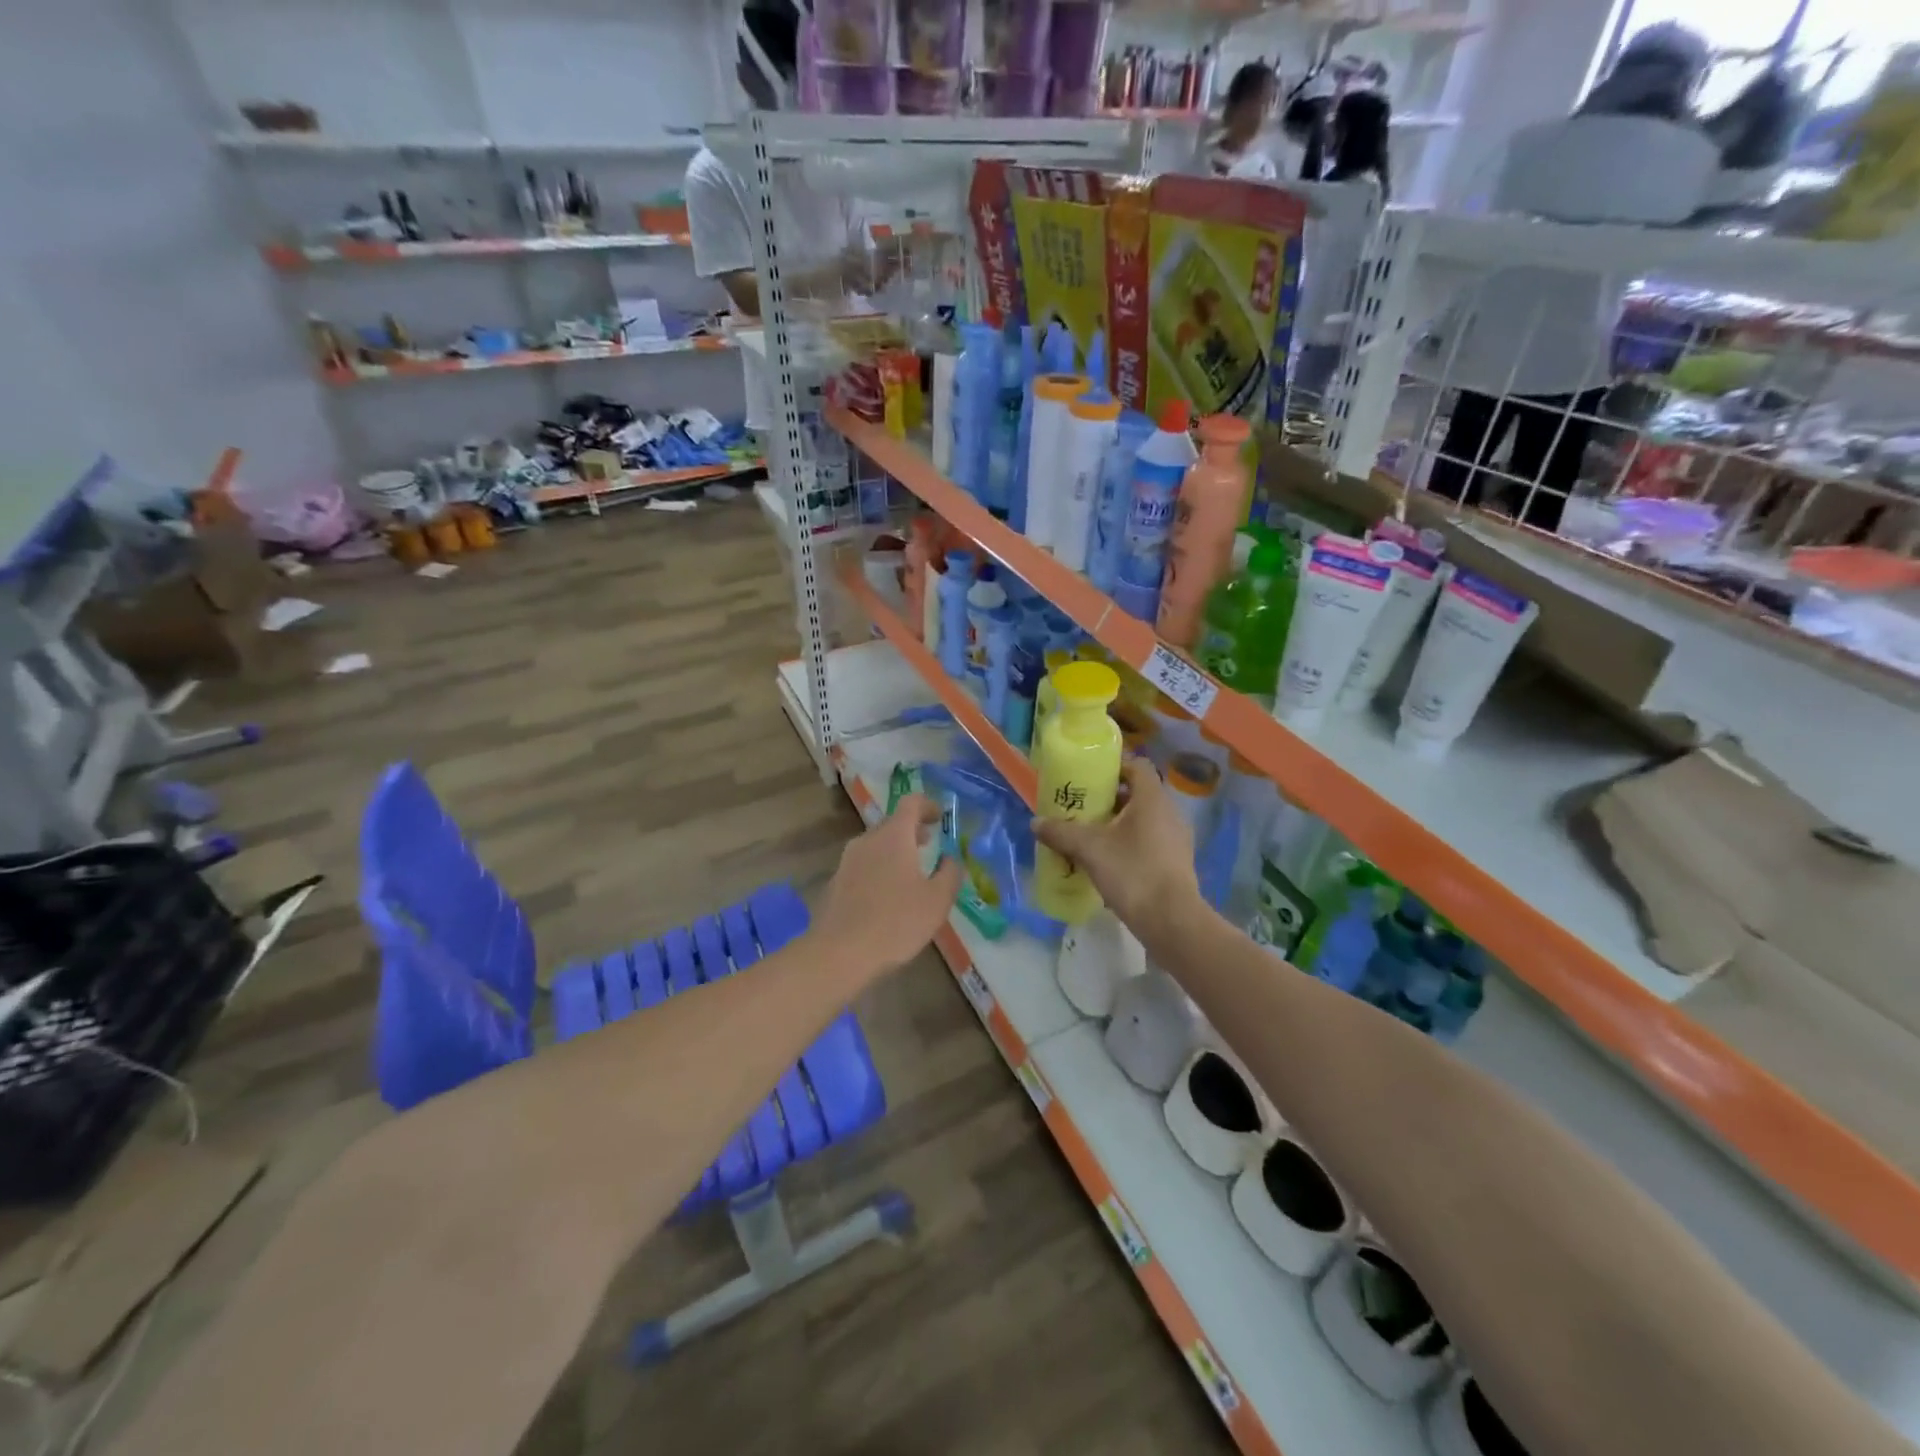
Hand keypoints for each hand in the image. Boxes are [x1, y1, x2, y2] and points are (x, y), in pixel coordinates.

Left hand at [811, 795, 960, 979]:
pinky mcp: (835, 883)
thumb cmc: (896, 922)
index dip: (928, 805)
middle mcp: (867, 840)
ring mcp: (847, 861)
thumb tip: (951, 858)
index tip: (940, 817)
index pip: (911, 802)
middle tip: (930, 844)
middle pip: (892, 824)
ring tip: (911, 873)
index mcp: (893, 836)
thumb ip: (950, 873)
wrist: (839, 954)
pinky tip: (888, 897)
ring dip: (895, 852)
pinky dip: (879, 870)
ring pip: (876, 846)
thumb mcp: (937, 900)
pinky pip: (863, 866)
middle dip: (912, 831)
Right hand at [1032, 759, 1199, 930]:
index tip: (1089, 778)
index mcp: (1152, 798)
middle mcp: (1169, 812)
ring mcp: (1177, 838)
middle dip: (1109, 799)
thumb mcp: (1089, 849)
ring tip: (1091, 836)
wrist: (1171, 920)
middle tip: (1082, 808)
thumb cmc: (1132, 872)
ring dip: (1118, 824)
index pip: (1136, 766)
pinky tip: (1109, 862)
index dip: (1113, 766)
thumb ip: (1061, 832)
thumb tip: (1035, 822)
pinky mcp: (1177, 862)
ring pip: (1144, 820)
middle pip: (1138, 793)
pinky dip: (1130, 844)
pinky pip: (1150, 841)